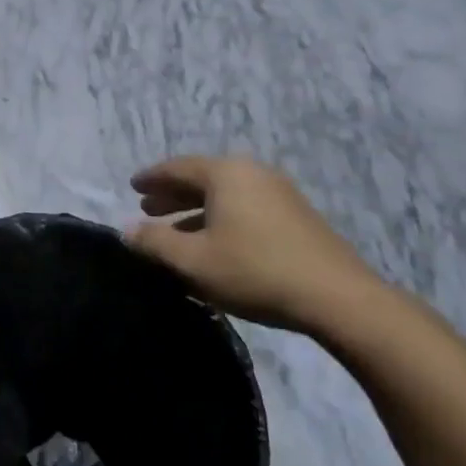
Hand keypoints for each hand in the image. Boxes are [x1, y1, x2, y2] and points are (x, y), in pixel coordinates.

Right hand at [128, 156, 388, 337]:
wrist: (337, 298)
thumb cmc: (254, 271)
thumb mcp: (192, 261)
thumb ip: (154, 242)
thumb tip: (128, 230)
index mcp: (225, 174)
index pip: (176, 167)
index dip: (151, 178)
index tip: (132, 186)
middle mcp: (252, 173)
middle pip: (202, 178)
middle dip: (173, 194)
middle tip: (148, 209)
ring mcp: (279, 193)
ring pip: (225, 195)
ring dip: (196, 210)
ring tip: (176, 230)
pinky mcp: (296, 217)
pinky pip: (245, 207)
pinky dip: (221, 218)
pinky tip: (214, 244)